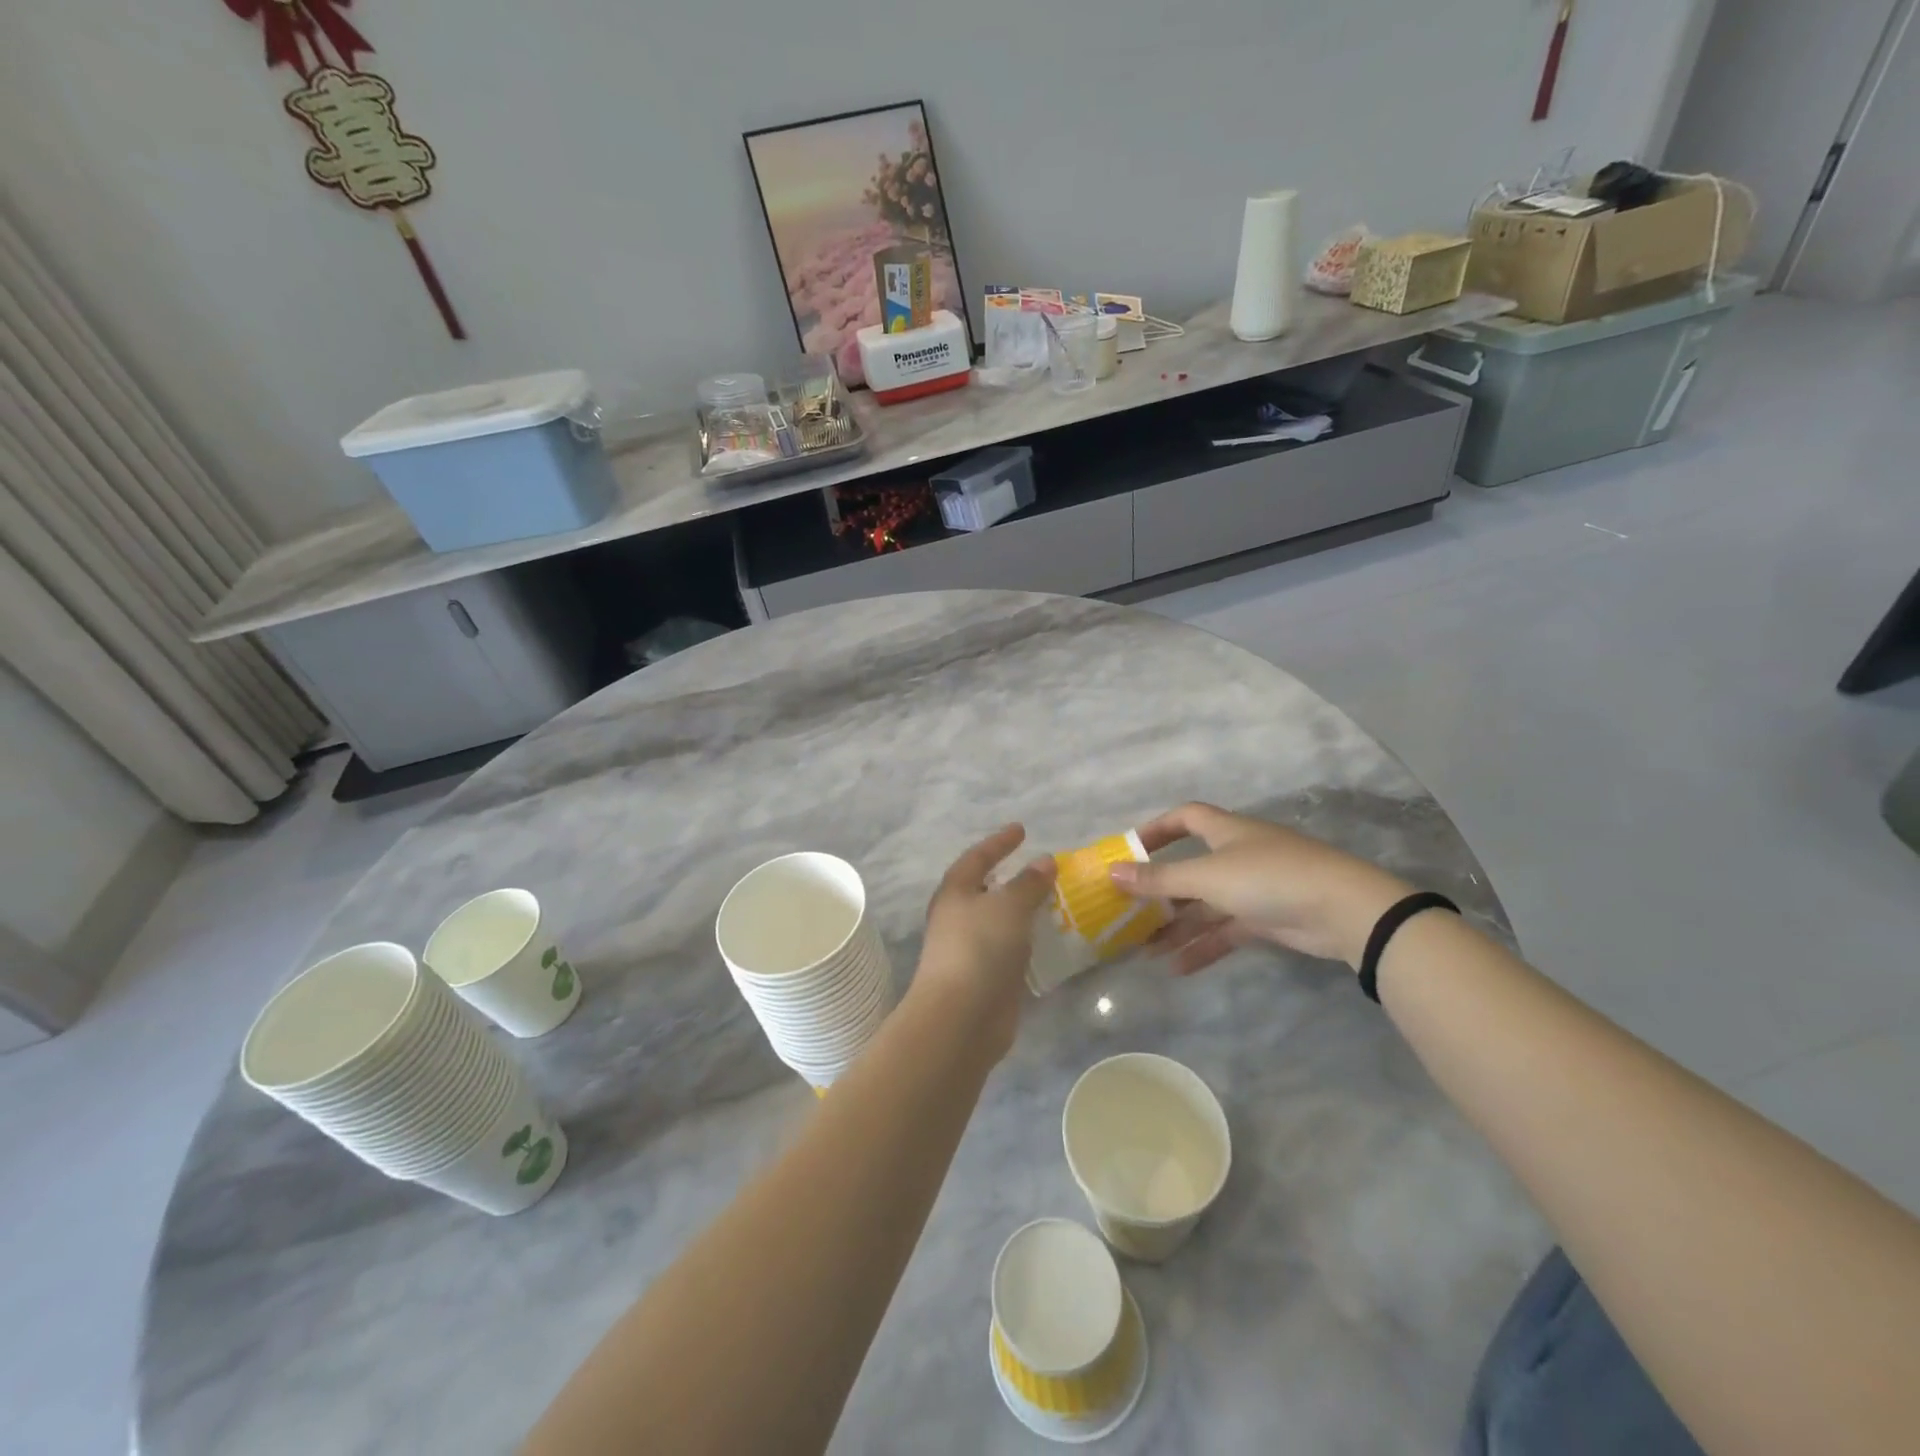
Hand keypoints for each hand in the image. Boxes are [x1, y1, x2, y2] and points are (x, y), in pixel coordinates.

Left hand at [912, 825, 1057, 1060]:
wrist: (961, 1018)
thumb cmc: (980, 948)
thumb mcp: (1009, 906)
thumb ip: (1029, 883)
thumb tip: (1044, 860)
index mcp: (956, 892)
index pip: (978, 857)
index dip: (999, 842)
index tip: (1021, 829)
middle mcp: (959, 917)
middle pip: (986, 889)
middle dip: (1011, 877)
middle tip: (1040, 867)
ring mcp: (972, 949)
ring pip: (1000, 920)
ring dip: (1023, 910)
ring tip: (1054, 900)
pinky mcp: (987, 977)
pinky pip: (1011, 948)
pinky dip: (1028, 939)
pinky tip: (1050, 938)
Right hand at [1110, 803, 1412, 973]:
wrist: (1345, 912)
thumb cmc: (1269, 878)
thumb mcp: (1207, 877)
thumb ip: (1160, 878)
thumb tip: (1112, 872)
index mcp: (1226, 831)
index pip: (1185, 818)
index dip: (1157, 830)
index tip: (1129, 851)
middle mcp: (1238, 855)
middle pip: (1190, 869)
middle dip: (1160, 891)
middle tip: (1128, 913)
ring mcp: (1254, 888)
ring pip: (1205, 905)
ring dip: (1177, 926)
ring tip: (1144, 950)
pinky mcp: (1268, 919)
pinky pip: (1225, 930)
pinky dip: (1203, 946)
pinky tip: (1177, 967)